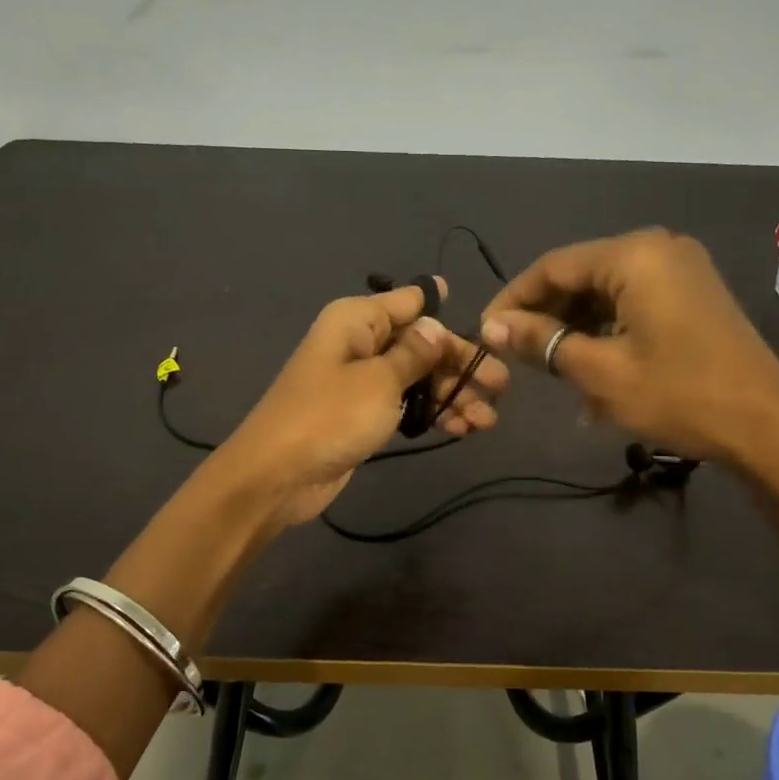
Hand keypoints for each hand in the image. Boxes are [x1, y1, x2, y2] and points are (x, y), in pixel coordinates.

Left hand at [219, 277, 507, 524]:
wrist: (277, 476)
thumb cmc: (330, 417)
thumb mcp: (380, 380)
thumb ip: (415, 353)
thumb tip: (435, 324)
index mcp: (357, 320)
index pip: (410, 302)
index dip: (445, 311)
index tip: (485, 327)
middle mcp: (359, 343)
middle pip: (420, 344)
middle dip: (459, 365)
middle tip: (501, 387)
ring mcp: (360, 381)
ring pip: (417, 378)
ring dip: (452, 394)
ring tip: (487, 420)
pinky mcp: (362, 415)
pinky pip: (405, 404)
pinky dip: (432, 413)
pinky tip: (462, 429)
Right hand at [480, 229, 778, 464]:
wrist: (767, 428)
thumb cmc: (679, 395)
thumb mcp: (599, 371)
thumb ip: (541, 341)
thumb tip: (490, 326)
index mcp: (634, 255)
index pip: (553, 267)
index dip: (514, 299)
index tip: (485, 332)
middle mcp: (658, 248)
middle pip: (580, 276)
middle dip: (546, 317)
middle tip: (517, 356)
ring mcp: (681, 270)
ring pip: (606, 293)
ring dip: (576, 330)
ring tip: (553, 373)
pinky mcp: (693, 295)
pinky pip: (634, 303)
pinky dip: (607, 332)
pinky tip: (592, 371)